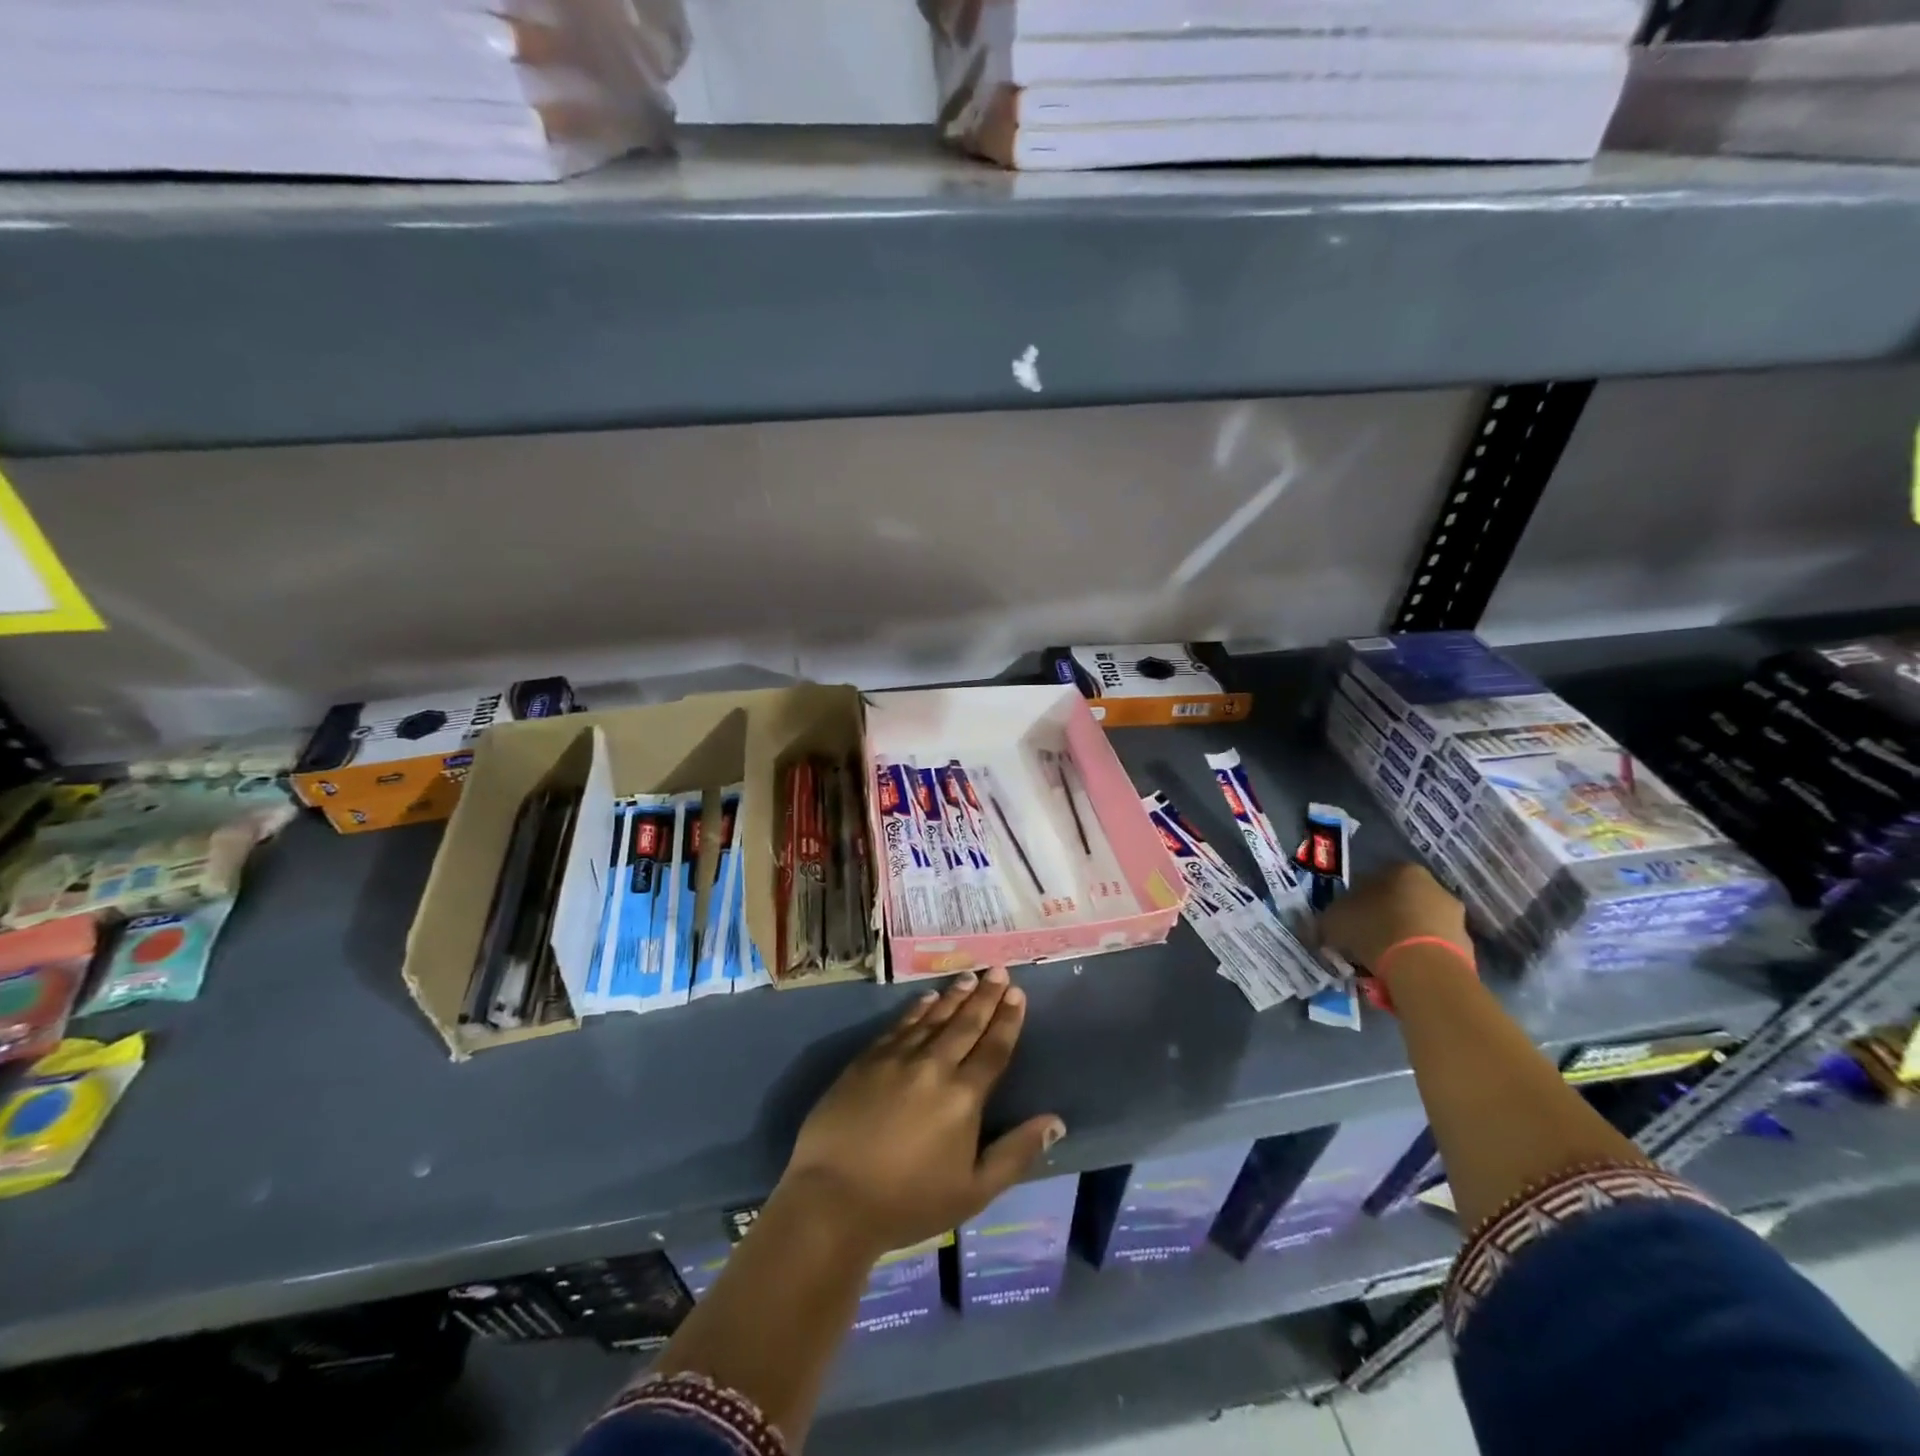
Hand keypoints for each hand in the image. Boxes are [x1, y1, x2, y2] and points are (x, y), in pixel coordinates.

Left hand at [777, 967, 1064, 1258]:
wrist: (833, 1199)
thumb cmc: (908, 1203)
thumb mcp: (974, 1191)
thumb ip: (1016, 1153)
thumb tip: (1055, 1121)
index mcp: (963, 1097)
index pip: (993, 1048)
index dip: (1007, 1019)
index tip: (1017, 993)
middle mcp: (933, 1066)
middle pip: (965, 1024)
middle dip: (985, 996)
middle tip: (998, 969)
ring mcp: (897, 1059)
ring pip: (932, 1018)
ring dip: (953, 996)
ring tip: (969, 977)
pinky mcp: (866, 1060)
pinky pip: (899, 1025)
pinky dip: (916, 1009)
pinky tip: (926, 998)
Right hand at [1317, 863, 1469, 974]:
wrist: (1425, 969)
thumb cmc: (1375, 931)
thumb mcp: (1334, 920)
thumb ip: (1331, 917)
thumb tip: (1328, 924)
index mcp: (1402, 870)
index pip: (1375, 879)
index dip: (1358, 899)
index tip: (1348, 919)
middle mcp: (1434, 887)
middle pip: (1401, 901)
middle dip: (1385, 918)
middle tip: (1365, 940)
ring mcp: (1455, 917)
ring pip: (1419, 925)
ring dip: (1403, 939)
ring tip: (1383, 962)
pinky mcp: (1468, 947)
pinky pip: (1434, 949)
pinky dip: (1419, 958)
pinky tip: (1404, 973)